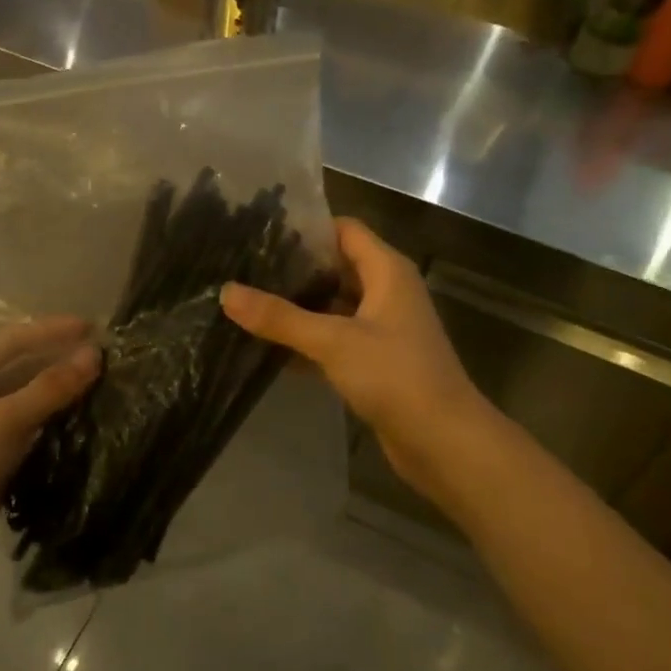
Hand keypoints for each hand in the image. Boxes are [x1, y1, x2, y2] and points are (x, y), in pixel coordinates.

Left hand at [0, 318, 100, 609]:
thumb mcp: (1, 423)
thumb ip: (49, 388)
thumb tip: (95, 355)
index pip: (10, 343)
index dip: (52, 332)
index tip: (95, 327)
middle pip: (18, 372)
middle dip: (58, 363)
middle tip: (106, 359)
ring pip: (25, 407)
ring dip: (59, 398)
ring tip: (104, 387)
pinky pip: (27, 439)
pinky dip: (53, 430)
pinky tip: (85, 426)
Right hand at [222, 218, 495, 515]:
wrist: (444, 443)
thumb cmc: (396, 376)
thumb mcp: (333, 342)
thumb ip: (280, 317)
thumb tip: (226, 292)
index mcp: (387, 271)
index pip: (343, 229)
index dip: (306, 228)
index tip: (260, 231)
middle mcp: (386, 291)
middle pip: (335, 266)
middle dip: (294, 268)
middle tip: (243, 267)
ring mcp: (382, 328)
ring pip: (333, 305)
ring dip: (298, 305)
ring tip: (248, 301)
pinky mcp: (375, 361)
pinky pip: (335, 338)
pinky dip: (307, 339)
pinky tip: (268, 345)